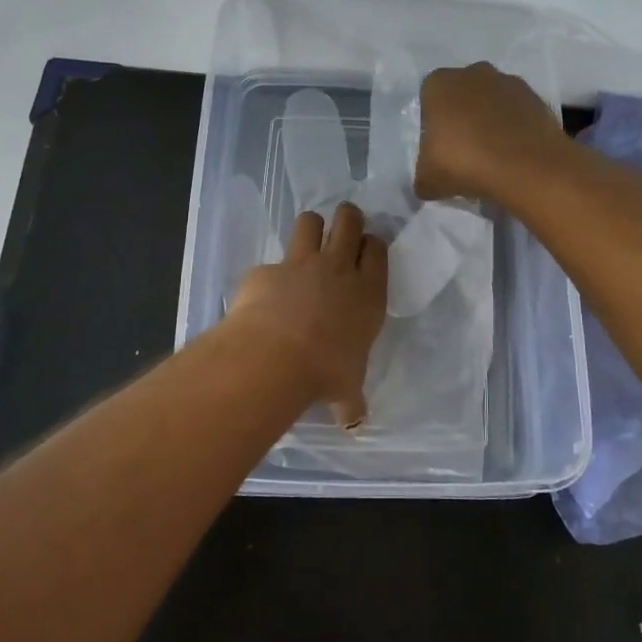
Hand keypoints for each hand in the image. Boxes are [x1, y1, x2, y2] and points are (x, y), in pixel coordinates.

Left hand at [229, 202, 386, 428]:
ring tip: (307, 239)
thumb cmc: (325, 372)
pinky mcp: (265, 270)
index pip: (377, 250)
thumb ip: (351, 400)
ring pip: (310, 222)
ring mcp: (300, 264)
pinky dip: (269, 276)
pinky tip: (264, 295)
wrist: (275, 356)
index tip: (367, 249)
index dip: (372, 244)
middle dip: (348, 218)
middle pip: (348, 221)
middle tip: (344, 225)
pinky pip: (270, 263)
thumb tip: (353, 424)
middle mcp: (338, 269)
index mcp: (368, 293)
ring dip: (311, 227)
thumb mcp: (346, 390)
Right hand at [414, 62, 567, 202]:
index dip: (432, 125)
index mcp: (439, 84)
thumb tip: (428, 183)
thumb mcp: (427, 180)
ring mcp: (509, 82)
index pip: (428, 100)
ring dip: (490, 121)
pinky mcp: (536, 97)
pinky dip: (514, 128)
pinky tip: (514, 154)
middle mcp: (473, 73)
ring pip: (492, 101)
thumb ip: (422, 177)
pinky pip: (517, 113)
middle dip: (462, 118)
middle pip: (462, 95)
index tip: (438, 149)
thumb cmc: (464, 163)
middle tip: (464, 151)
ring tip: (492, 155)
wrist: (526, 167)